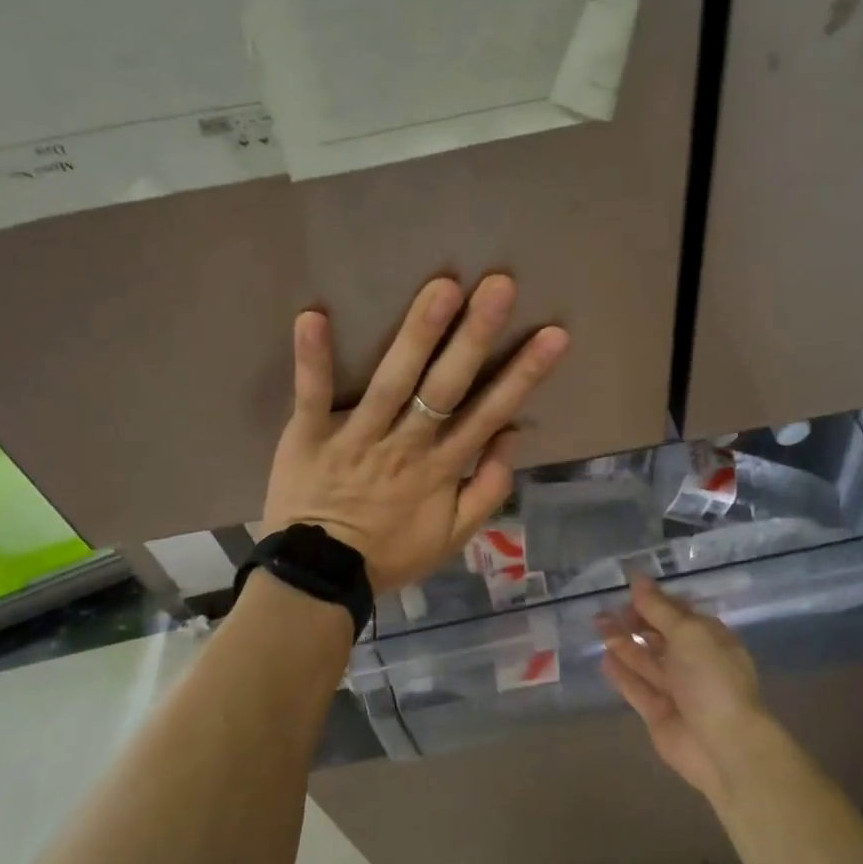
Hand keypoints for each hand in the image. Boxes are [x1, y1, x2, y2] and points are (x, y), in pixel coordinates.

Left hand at [261, 274, 568, 592]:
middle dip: (476, 336)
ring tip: (441, 287)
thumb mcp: (454, 536)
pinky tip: (313, 315)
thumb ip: (487, 489)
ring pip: (392, 382)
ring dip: (416, 335)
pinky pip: (312, 395)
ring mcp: (358, 438)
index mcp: (442, 468)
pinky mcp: (309, 436)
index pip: (490, 413)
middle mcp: (406, 445)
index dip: (524, 374)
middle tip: (499, 286)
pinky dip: (312, 358)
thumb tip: (512, 436)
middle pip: (447, 387)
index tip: (553, 335)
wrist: (320, 577)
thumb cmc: (390, 553)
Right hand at [598, 576, 769, 805]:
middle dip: (634, 620)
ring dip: (623, 642)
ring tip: (598, 625)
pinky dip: (621, 673)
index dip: (654, 600)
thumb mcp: (688, 633)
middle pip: (659, 635)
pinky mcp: (658, 713)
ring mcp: (676, 689)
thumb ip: (659, 608)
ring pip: (645, 660)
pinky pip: (636, 687)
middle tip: (604, 609)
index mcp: (709, 638)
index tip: (626, 588)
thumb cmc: (712, 680)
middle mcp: (693, 661)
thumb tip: (637, 578)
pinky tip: (604, 657)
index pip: (678, 612)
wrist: (724, 746)